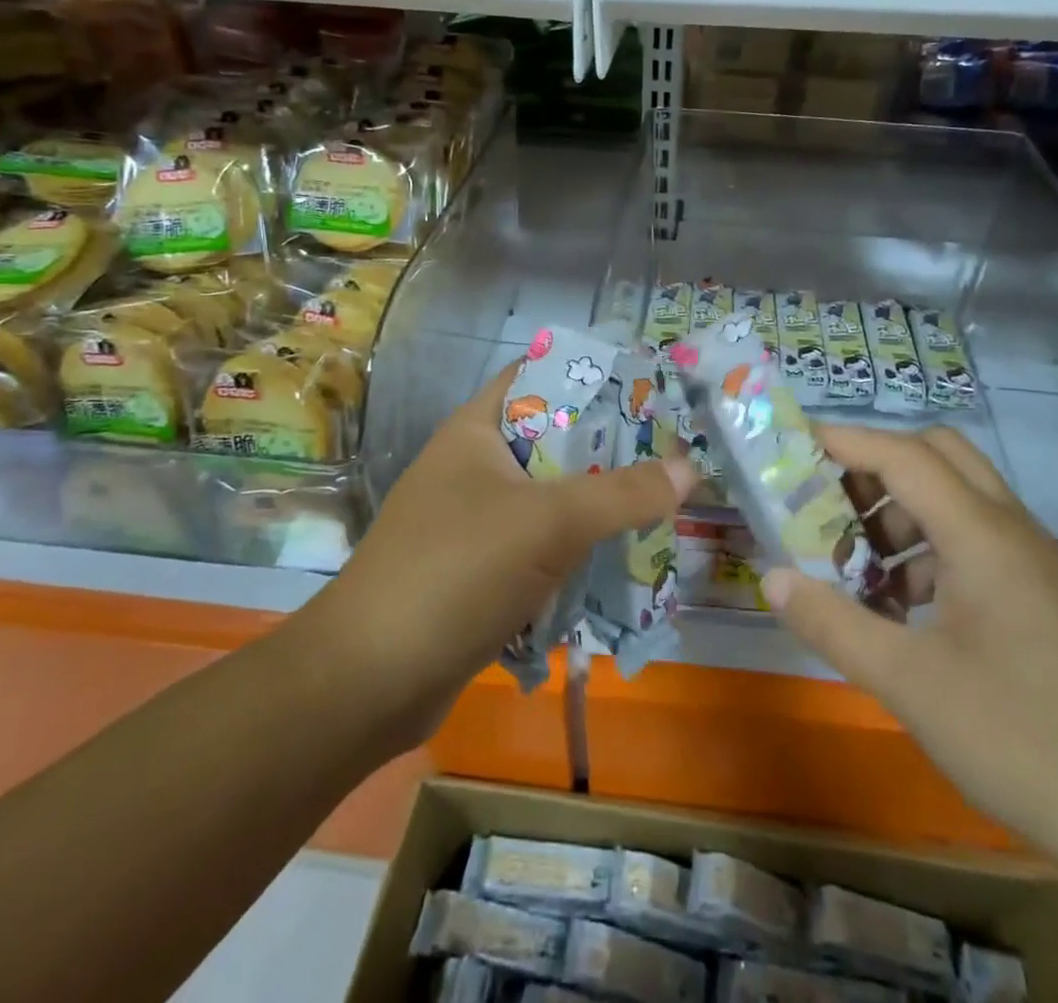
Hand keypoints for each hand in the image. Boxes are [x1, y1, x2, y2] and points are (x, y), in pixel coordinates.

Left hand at [312, 364, 693, 752]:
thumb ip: (623, 493)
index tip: (649, 385)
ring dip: (598, 503)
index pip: (539, 377)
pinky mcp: (480, 573)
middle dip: (610, 446)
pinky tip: (621, 558)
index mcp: (476, 430)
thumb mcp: (549, 522)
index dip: (592, 374)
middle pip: (554, 440)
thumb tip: (688, 468)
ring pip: (551, 498)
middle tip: (671, 450)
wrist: (368, 683)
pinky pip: (541, 546)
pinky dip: (577, 549)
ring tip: (661, 501)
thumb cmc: (456, 571)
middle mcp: (474, 467)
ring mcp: (474, 522)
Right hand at [764, 424, 1057, 869]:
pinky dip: (926, 550)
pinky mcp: (1039, 594)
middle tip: (825, 502)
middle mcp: (1009, 528)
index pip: (902, 454)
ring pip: (955, 497)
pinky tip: (898, 606)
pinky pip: (972, 541)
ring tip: (850, 560)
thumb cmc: (1027, 739)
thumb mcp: (912, 685)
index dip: (843, 441)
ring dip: (899, 510)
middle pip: (936, 455)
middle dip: (875, 465)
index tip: (790, 446)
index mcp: (981, 533)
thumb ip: (834, 623)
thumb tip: (772, 577)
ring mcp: (1030, 561)